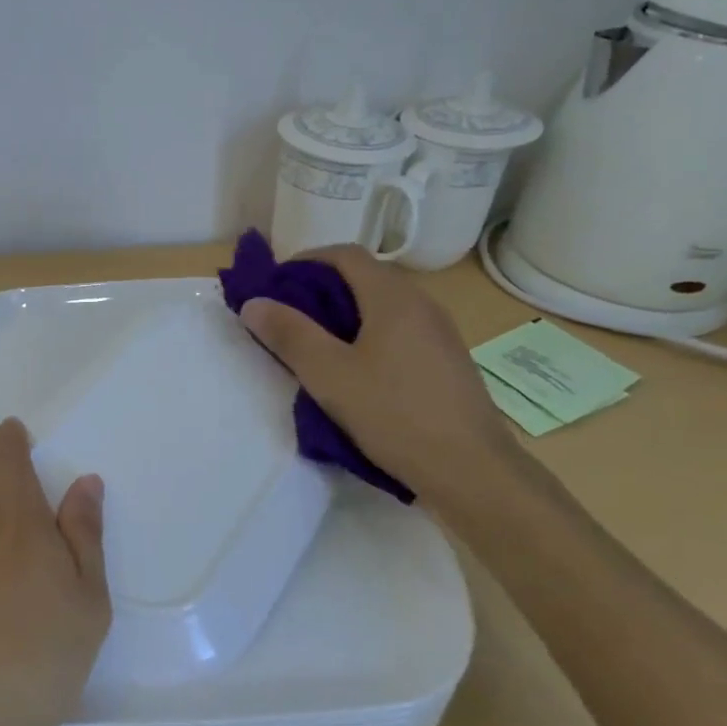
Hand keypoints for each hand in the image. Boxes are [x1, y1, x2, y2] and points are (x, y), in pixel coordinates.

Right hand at [241, 246, 517, 501]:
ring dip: (345, 314)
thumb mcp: (329, 375)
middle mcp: (421, 304)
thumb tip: (254, 303)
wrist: (472, 470)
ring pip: (383, 306)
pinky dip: (369, 335)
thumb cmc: (394, 415)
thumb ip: (290, 335)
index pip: (345, 254)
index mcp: (393, 297)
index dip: (305, 260)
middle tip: (287, 316)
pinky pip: (400, 331)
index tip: (275, 284)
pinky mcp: (447, 362)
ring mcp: (440, 333)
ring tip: (316, 345)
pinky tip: (357, 372)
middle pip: (365, 277)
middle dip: (321, 288)